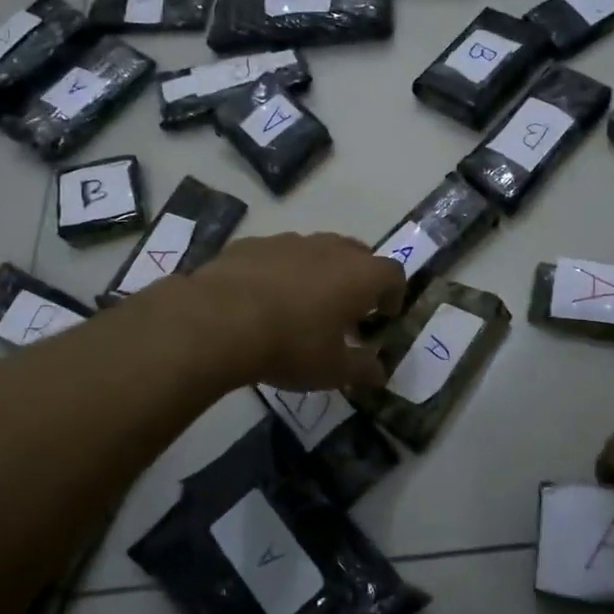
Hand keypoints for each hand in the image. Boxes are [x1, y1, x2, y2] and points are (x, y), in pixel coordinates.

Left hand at [181, 233, 406, 391]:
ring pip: (315, 250)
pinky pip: (277, 255)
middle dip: (359, 278)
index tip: (385, 315)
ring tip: (304, 304)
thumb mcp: (332, 370)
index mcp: (359, 275)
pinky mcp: (252, 244)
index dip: (394, 294)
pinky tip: (263, 298)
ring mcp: (289, 241)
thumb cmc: (291, 345)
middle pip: (357, 253)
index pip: (393, 273)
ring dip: (319, 272)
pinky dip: (280, 272)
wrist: (219, 320)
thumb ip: (361, 368)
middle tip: (348, 308)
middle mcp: (329, 248)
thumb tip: (379, 372)